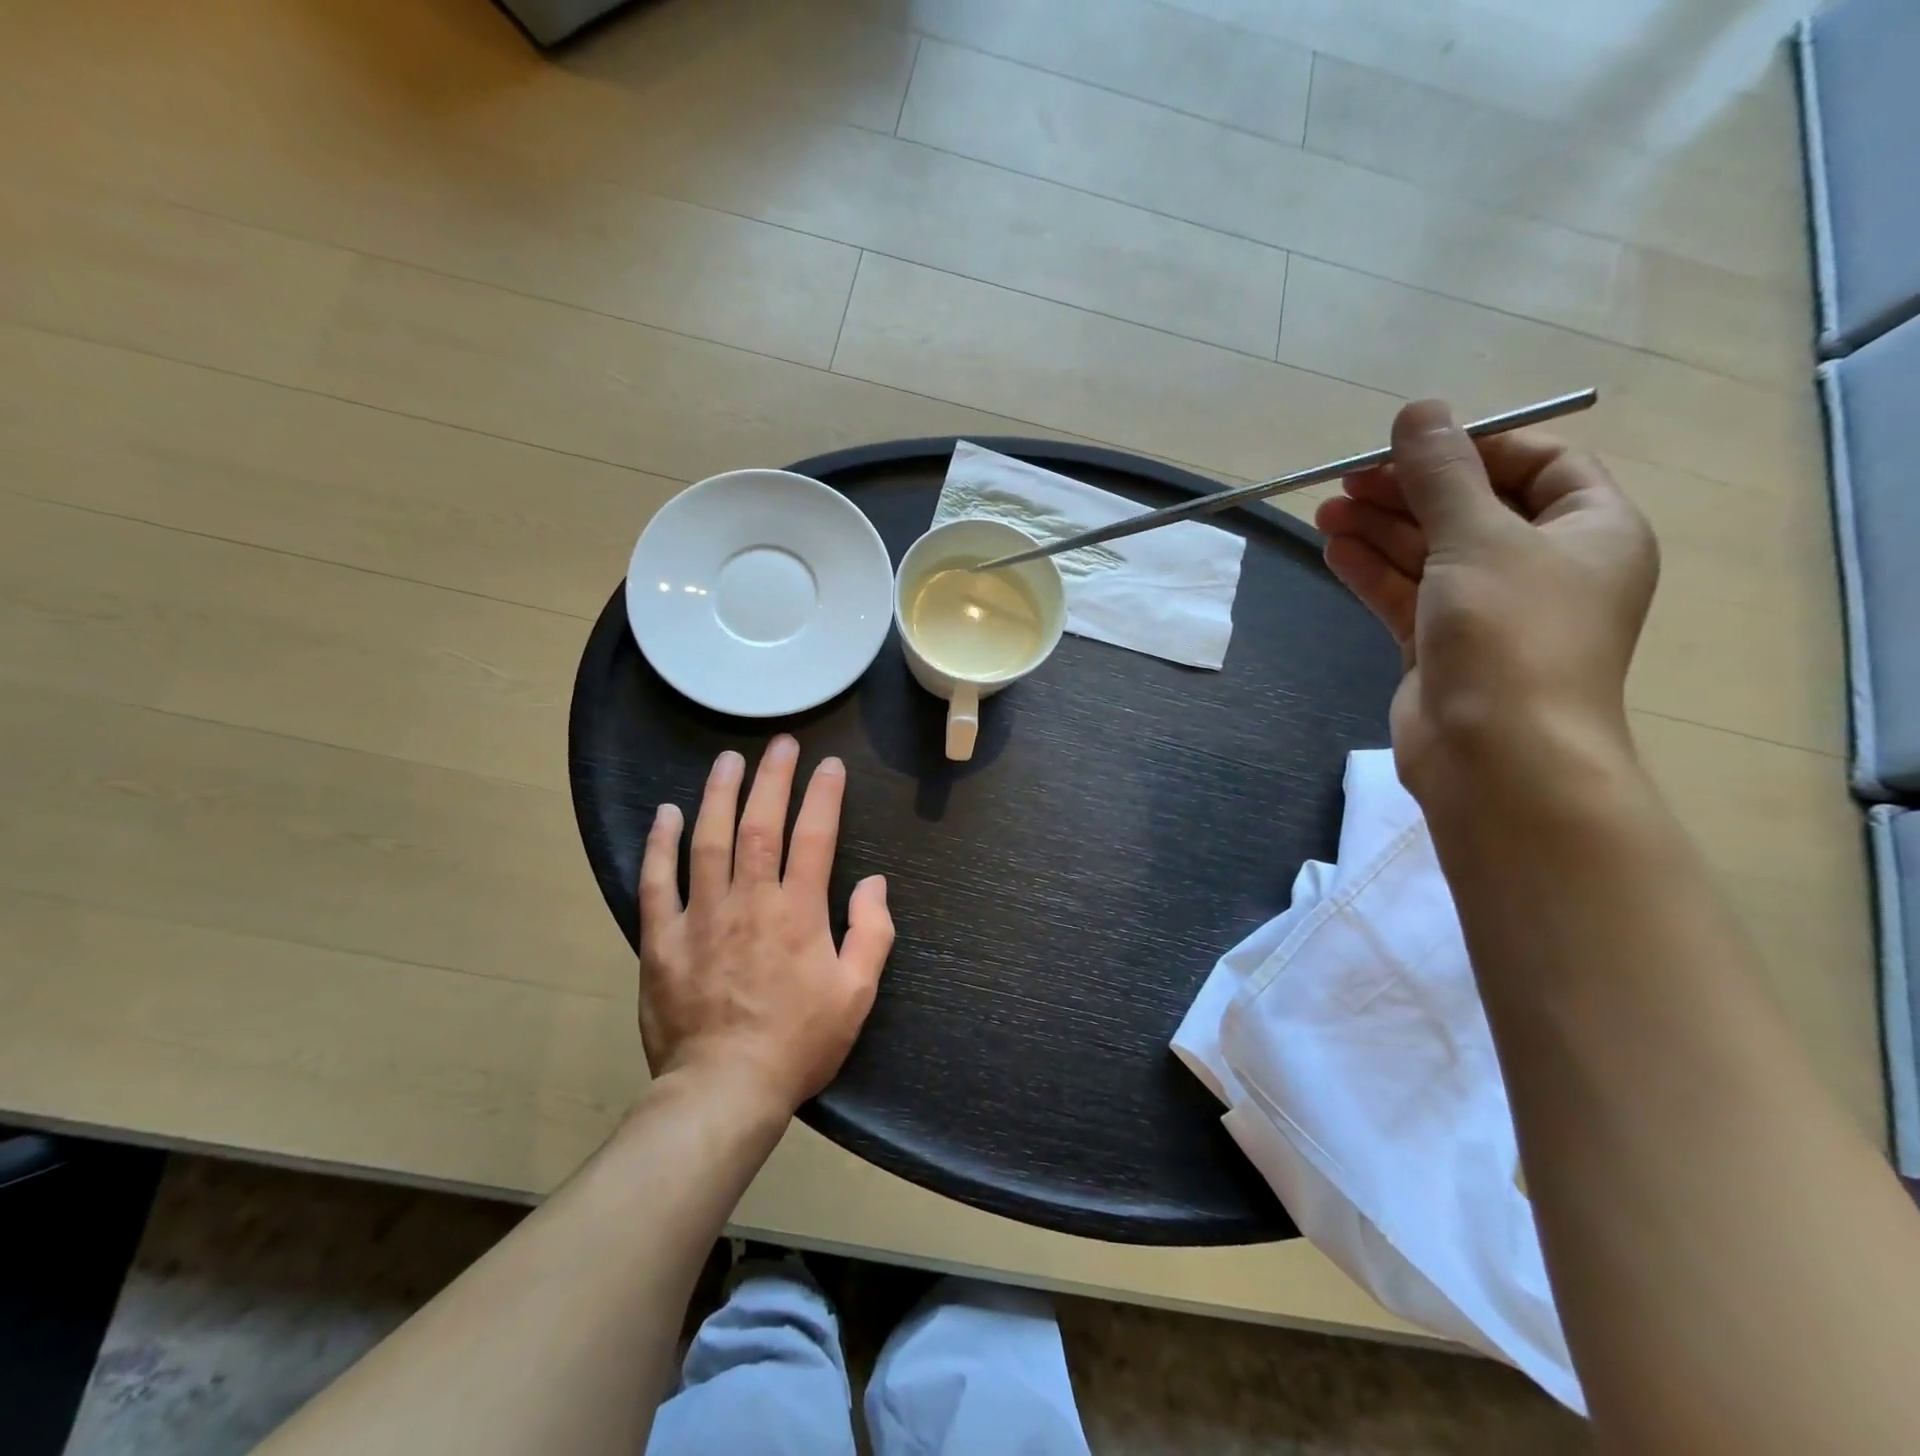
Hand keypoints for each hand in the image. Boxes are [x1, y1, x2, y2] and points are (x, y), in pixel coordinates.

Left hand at [638, 737, 893, 1112]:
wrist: (724, 1090)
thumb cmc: (798, 1043)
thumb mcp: (856, 995)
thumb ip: (872, 933)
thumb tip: (874, 883)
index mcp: (799, 912)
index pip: (815, 836)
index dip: (824, 795)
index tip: (829, 765)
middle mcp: (750, 901)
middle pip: (760, 824)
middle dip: (773, 778)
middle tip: (780, 744)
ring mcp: (701, 916)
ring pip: (708, 840)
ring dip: (719, 794)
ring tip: (727, 760)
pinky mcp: (662, 938)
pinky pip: (657, 882)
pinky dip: (660, 844)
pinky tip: (666, 814)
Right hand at [1314, 399, 1657, 804]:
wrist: (1495, 753)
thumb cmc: (1510, 634)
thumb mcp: (1477, 538)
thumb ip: (1442, 474)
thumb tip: (1418, 410)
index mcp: (1590, 530)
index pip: (1538, 465)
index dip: (1475, 448)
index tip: (1412, 446)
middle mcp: (1544, 568)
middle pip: (1471, 510)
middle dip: (1409, 492)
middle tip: (1349, 479)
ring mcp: (1489, 612)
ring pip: (1430, 554)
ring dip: (1380, 530)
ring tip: (1326, 510)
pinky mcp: (1442, 647)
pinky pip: (1406, 594)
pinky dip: (1372, 570)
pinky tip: (1333, 547)